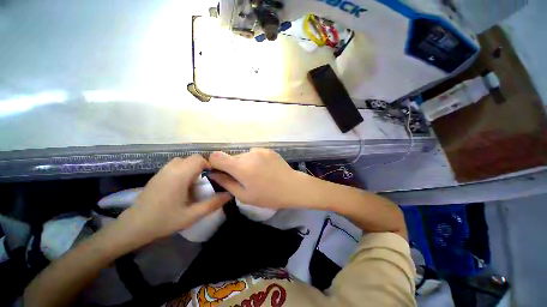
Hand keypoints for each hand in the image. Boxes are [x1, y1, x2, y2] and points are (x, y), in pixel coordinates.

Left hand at [115, 155, 230, 244]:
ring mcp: (162, 171)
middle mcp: (171, 169)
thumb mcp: (192, 215)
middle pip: (192, 158)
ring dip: (192, 167)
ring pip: (183, 160)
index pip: (198, 159)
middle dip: (202, 166)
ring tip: (194, 182)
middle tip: (205, 181)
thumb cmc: (163, 221)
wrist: (132, 227)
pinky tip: (182, 185)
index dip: (209, 165)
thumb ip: (212, 204)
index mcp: (180, 176)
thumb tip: (229, 195)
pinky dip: (183, 169)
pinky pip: (174, 165)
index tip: (212, 177)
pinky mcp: (157, 175)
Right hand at [208, 148, 309, 208]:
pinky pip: (254, 153)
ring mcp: (259, 150)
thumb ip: (226, 183)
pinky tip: (264, 169)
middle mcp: (248, 154)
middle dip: (232, 167)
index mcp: (241, 167)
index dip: (215, 164)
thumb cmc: (268, 196)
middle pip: (231, 157)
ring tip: (257, 174)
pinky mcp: (267, 149)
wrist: (292, 186)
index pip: (216, 156)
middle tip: (244, 179)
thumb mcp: (244, 196)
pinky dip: (254, 160)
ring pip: (243, 155)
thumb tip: (213, 174)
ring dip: (244, 164)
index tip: (222, 173)